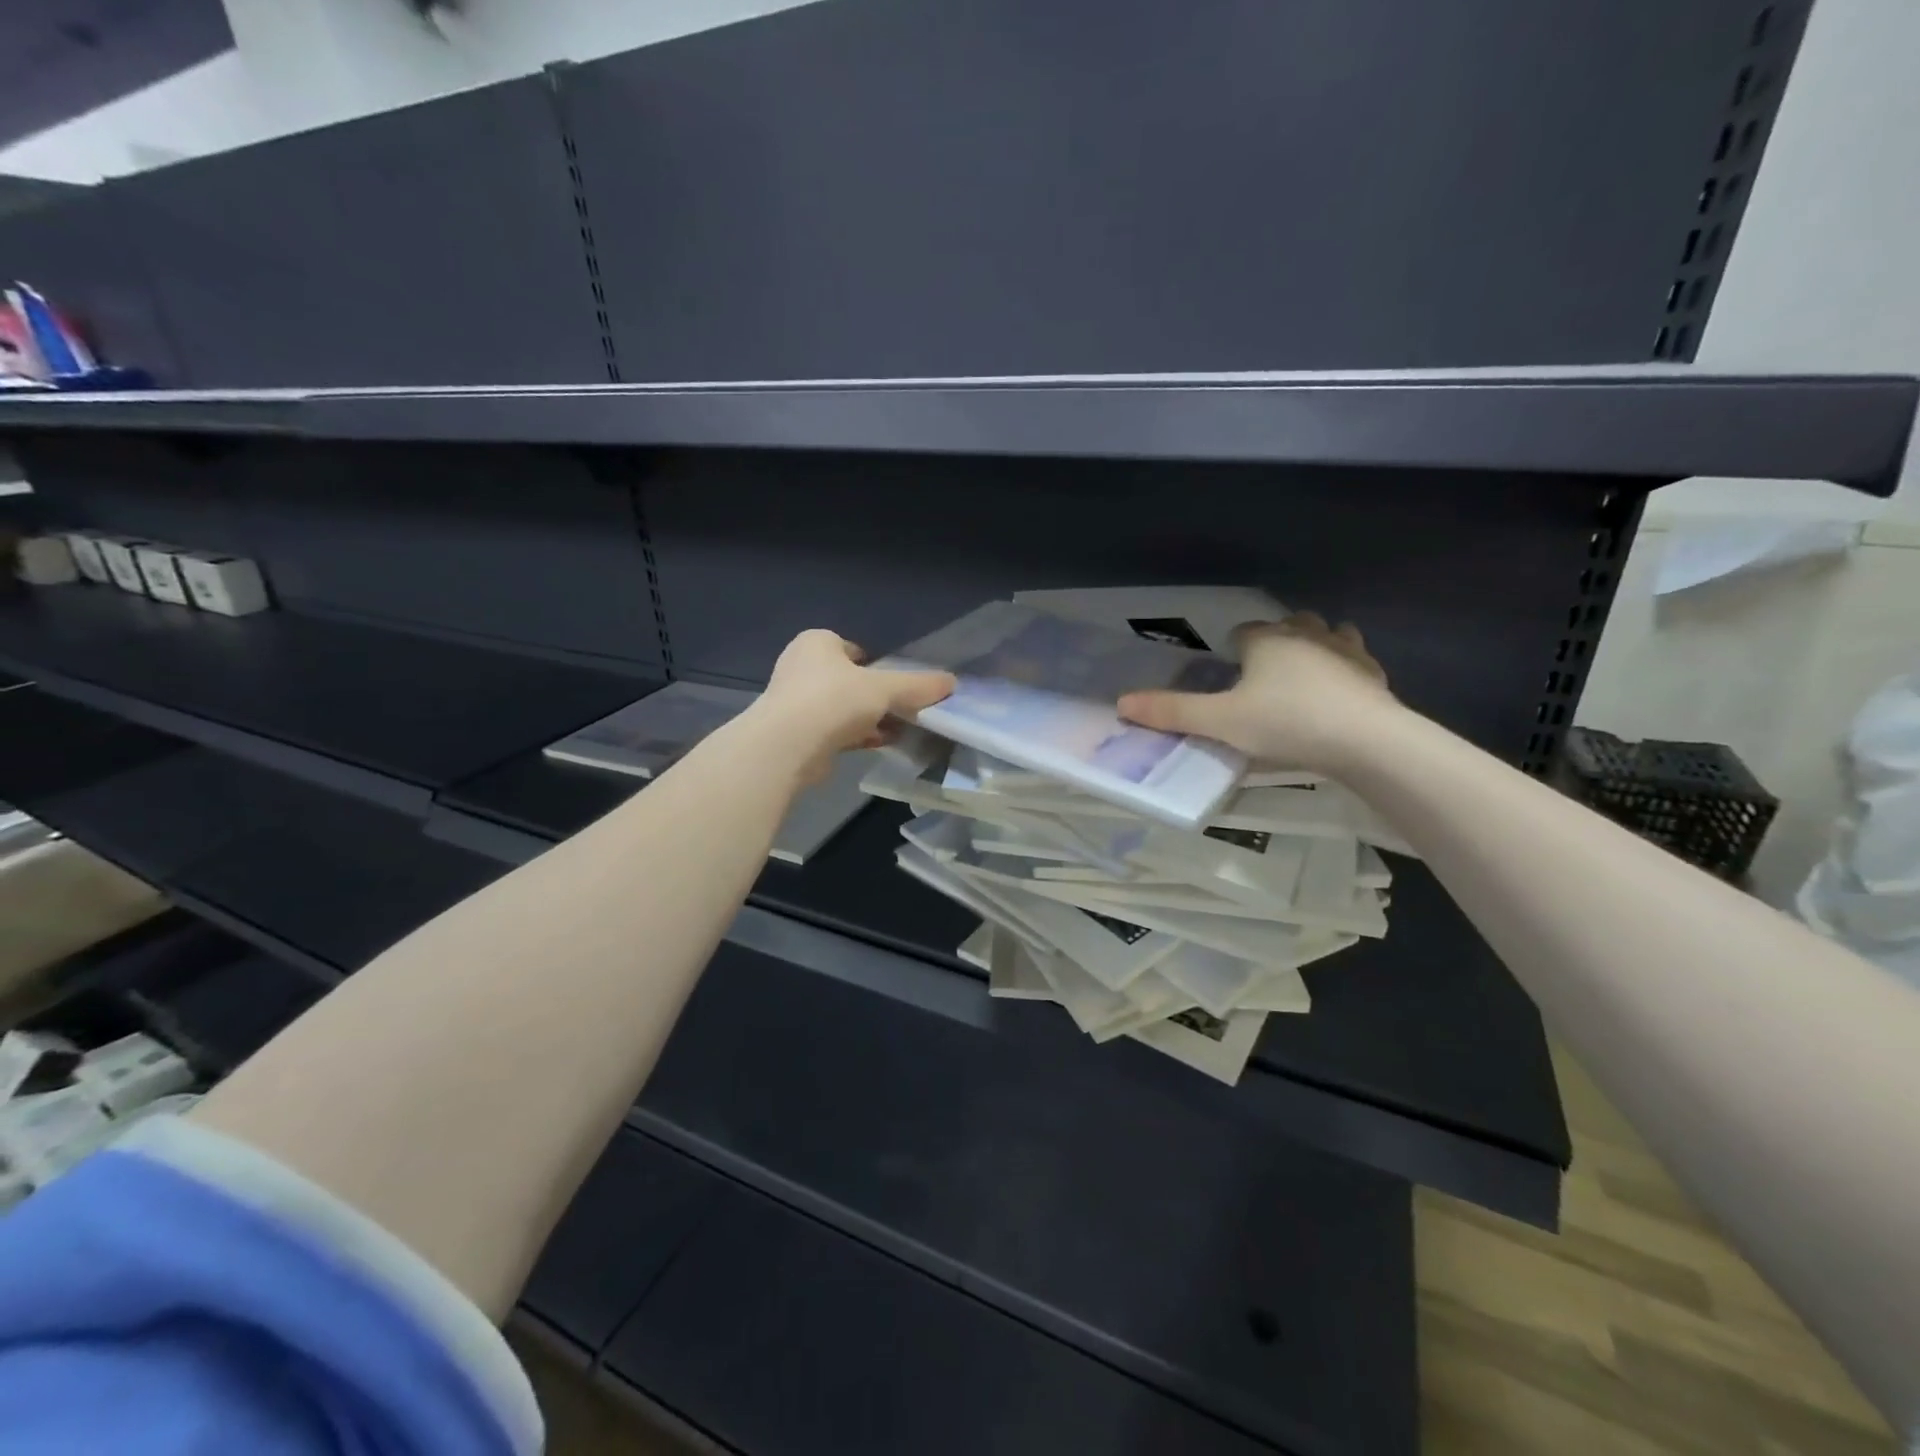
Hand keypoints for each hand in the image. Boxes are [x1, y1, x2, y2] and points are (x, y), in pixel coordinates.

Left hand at [752, 629, 955, 782]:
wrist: (788, 746)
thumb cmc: (834, 700)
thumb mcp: (884, 688)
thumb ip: (917, 685)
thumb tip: (952, 682)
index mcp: (816, 643)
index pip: (851, 648)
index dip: (875, 665)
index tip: (894, 683)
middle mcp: (800, 666)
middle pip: (848, 680)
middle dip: (873, 695)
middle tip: (901, 709)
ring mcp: (794, 701)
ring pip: (841, 707)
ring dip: (867, 718)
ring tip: (897, 730)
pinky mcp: (795, 734)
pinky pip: (833, 730)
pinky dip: (855, 735)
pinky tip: (878, 744)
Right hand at [1117, 613, 1399, 772]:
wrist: (1366, 740)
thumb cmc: (1286, 723)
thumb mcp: (1221, 722)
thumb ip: (1172, 712)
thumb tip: (1121, 702)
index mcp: (1266, 639)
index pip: (1242, 632)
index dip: (1232, 650)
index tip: (1229, 676)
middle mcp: (1304, 633)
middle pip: (1285, 625)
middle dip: (1273, 641)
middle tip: (1262, 678)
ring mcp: (1344, 648)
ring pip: (1324, 632)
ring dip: (1312, 645)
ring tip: (1301, 676)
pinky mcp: (1373, 670)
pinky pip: (1354, 657)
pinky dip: (1343, 667)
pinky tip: (1338, 692)